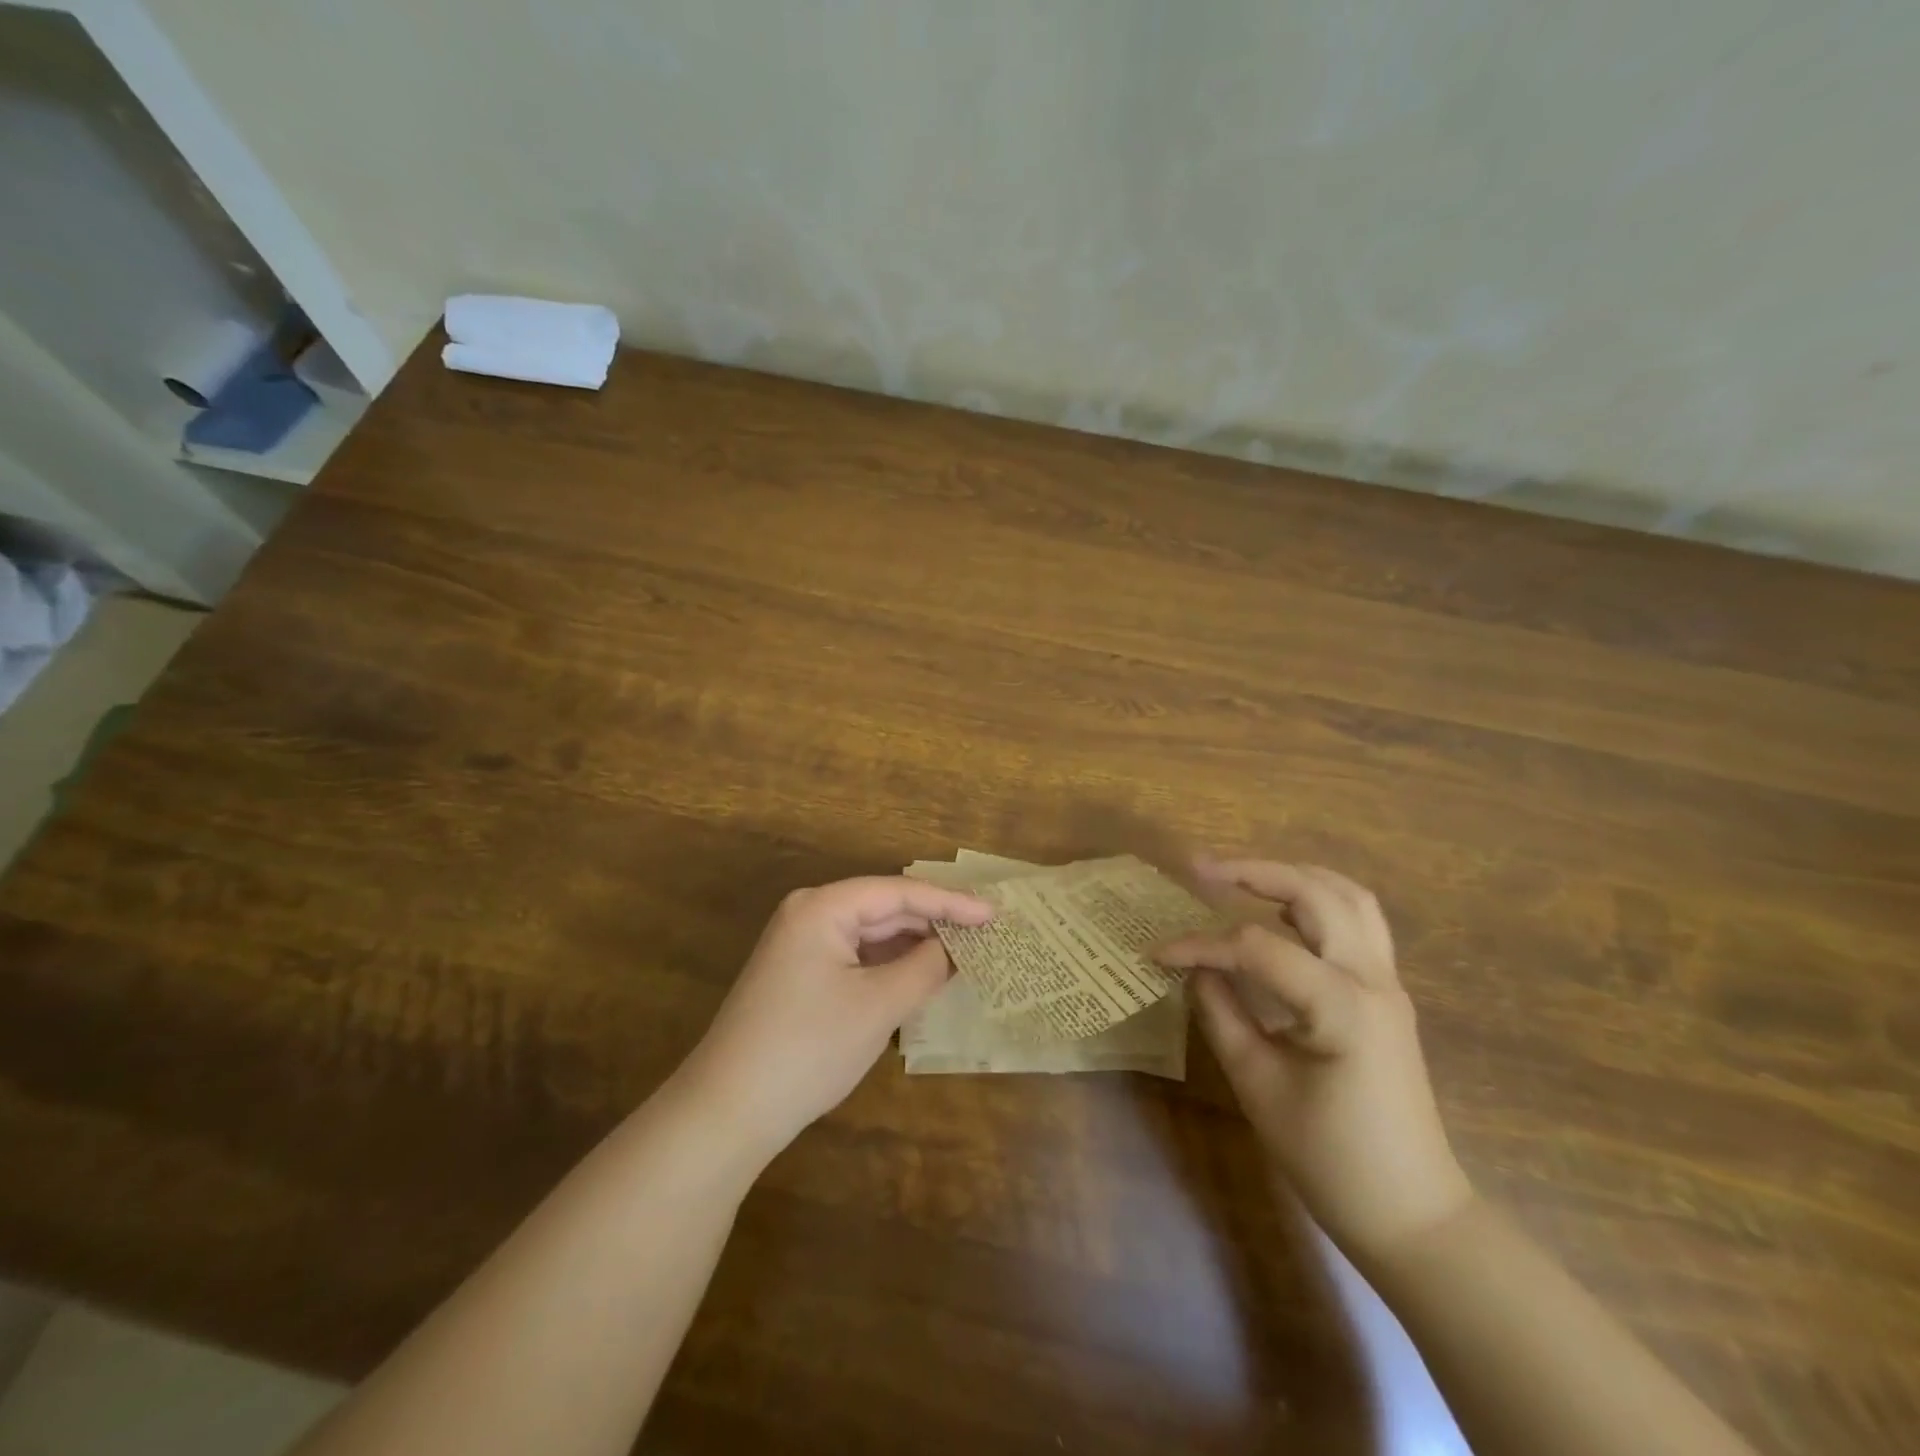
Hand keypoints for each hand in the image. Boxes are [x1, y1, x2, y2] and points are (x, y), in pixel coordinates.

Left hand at [676, 876, 992, 1161]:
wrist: (728, 1110)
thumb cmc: (809, 1047)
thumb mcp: (878, 1006)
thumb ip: (924, 968)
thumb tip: (955, 948)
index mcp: (822, 907)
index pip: (899, 892)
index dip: (950, 902)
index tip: (994, 914)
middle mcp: (809, 915)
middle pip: (884, 909)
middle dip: (933, 922)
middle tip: (984, 933)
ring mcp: (800, 946)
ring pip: (870, 935)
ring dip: (912, 945)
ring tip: (962, 952)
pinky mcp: (799, 976)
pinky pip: (855, 958)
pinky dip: (888, 965)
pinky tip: (919, 975)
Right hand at [1156, 860, 1472, 1261]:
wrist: (1411, 1213)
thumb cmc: (1330, 1159)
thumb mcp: (1258, 1085)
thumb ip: (1222, 1014)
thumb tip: (1194, 969)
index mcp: (1341, 1005)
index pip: (1256, 948)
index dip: (1200, 945)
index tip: (1157, 954)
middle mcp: (1372, 979)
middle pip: (1315, 893)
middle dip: (1254, 872)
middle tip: (1201, 868)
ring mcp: (1388, 983)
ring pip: (1348, 897)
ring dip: (1293, 877)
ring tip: (1243, 878)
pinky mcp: (1387, 994)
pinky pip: (1359, 923)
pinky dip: (1318, 901)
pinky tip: (1283, 914)